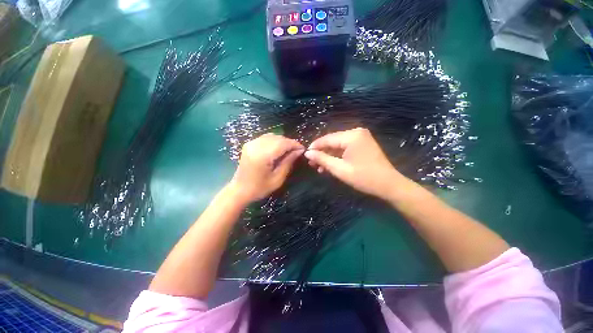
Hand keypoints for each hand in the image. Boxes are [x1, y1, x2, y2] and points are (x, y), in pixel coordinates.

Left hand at [229, 133, 303, 203]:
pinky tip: (278, 148)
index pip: (283, 143)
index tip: (303, 149)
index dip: (294, 144)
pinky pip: (266, 137)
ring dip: (283, 141)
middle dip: (289, 143)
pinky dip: (275, 141)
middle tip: (297, 151)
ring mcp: (251, 143)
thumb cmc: (259, 188)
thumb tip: (299, 151)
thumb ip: (288, 162)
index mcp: (262, 155)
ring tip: (289, 150)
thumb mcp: (277, 179)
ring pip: (272, 136)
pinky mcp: (249, 144)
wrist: (239, 190)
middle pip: (278, 138)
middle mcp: (256, 145)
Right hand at [304, 128, 409, 200]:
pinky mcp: (363, 144)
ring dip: (329, 155)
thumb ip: (322, 159)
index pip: (327, 139)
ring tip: (319, 167)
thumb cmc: (364, 177)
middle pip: (332, 141)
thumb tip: (307, 153)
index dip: (315, 147)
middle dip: (322, 153)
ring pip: (338, 145)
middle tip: (312, 164)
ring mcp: (361, 137)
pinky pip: (345, 148)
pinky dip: (337, 156)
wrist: (389, 185)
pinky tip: (330, 165)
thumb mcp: (339, 169)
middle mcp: (356, 132)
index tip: (305, 155)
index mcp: (351, 136)